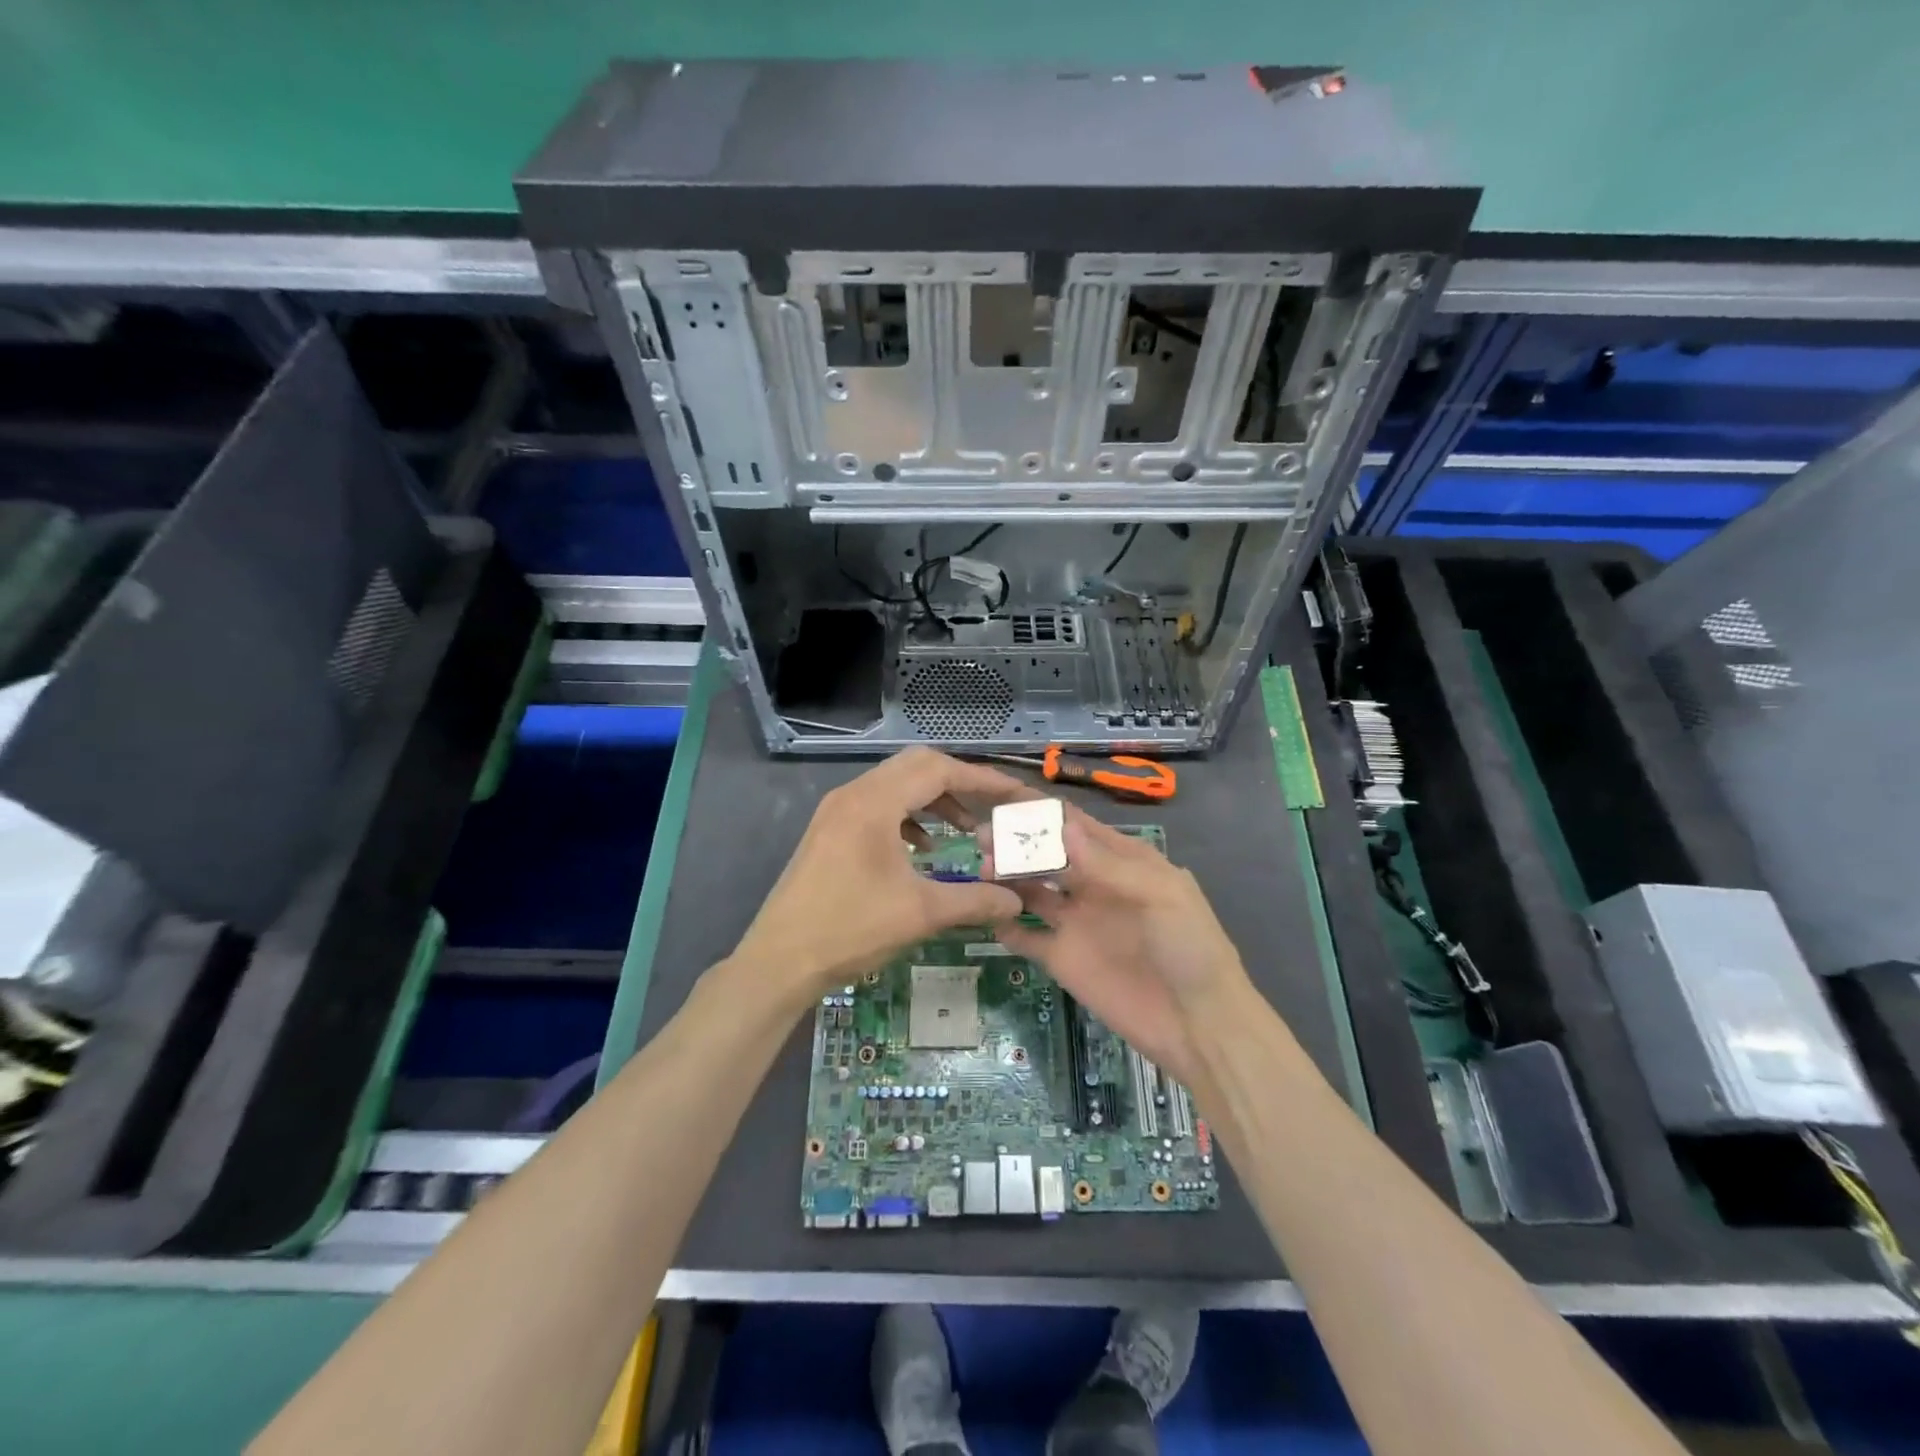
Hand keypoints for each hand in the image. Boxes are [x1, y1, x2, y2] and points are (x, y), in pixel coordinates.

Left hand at [731, 748, 1030, 1006]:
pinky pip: (878, 806)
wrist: (778, 961)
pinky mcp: (829, 831)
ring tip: (965, 830)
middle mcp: (853, 794)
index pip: (939, 770)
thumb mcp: (920, 914)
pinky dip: (908, 817)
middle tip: (992, 807)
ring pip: (896, 785)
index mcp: (874, 802)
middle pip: (917, 767)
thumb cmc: (849, 929)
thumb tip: (1016, 902)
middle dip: (959, 783)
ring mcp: (836, 811)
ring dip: (933, 800)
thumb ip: (974, 901)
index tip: (1016, 794)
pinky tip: (922, 849)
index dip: (983, 779)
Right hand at [989, 806, 1254, 1086]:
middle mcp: (1094, 885)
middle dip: (1016, 842)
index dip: (1044, 812)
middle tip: (981, 835)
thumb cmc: (1190, 949)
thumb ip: (1108, 864)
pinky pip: (1026, 936)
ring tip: (980, 869)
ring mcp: (1076, 922)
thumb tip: (1060, 827)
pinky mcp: (1061, 959)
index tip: (1005, 797)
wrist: (1199, 1025)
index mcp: (1123, 861)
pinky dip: (1005, 924)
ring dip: (1006, 877)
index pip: (1076, 826)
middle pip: (1047, 854)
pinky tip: (985, 912)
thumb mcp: (1159, 895)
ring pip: (1031, 889)